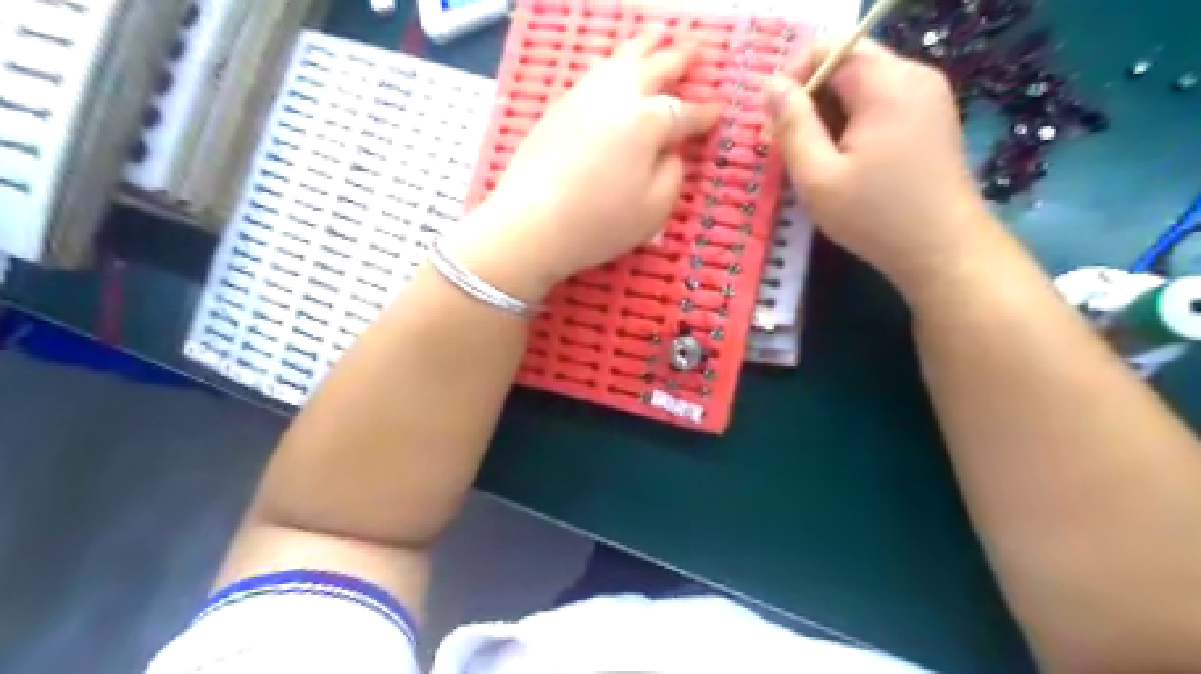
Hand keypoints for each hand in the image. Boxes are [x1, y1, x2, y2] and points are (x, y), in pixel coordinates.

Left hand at [447, 29, 710, 303]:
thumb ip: (672, 175)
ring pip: (621, 59)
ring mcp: (585, 96)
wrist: (531, 222)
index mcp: (649, 122)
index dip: (705, 113)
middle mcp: (619, 97)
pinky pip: (594, 72)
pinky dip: (613, 62)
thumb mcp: (654, 210)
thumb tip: (670, 153)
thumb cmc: (599, 222)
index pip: (685, 112)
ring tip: (658, 34)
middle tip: (697, 50)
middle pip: (655, 68)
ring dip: (644, 45)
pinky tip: (614, 64)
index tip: (719, 109)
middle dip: (679, 59)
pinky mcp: (559, 106)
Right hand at [763, 40, 1000, 297]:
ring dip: (831, 114)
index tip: (778, 124)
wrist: (944, 250)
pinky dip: (855, 122)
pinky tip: (849, 162)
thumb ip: (792, 125)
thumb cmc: (874, 216)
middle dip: (811, 99)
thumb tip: (771, 85)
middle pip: (847, 62)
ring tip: (819, 160)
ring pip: (863, 84)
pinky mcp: (933, 117)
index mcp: (885, 83)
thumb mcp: (817, 177)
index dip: (793, 77)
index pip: (828, 47)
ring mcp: (929, 95)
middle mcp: (913, 75)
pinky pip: (883, 102)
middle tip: (794, 148)